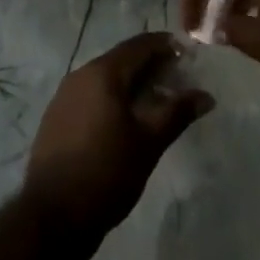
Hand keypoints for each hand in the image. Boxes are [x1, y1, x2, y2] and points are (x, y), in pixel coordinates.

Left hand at [23, 33, 213, 238]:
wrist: (53, 214)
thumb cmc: (107, 172)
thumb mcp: (149, 143)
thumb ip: (177, 113)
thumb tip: (206, 96)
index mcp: (102, 73)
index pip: (138, 45)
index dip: (164, 45)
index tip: (187, 53)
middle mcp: (80, 74)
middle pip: (121, 59)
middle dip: (150, 66)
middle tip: (177, 79)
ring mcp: (64, 95)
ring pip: (105, 78)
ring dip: (131, 83)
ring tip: (156, 101)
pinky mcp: (57, 117)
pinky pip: (91, 95)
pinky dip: (112, 98)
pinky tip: (125, 120)